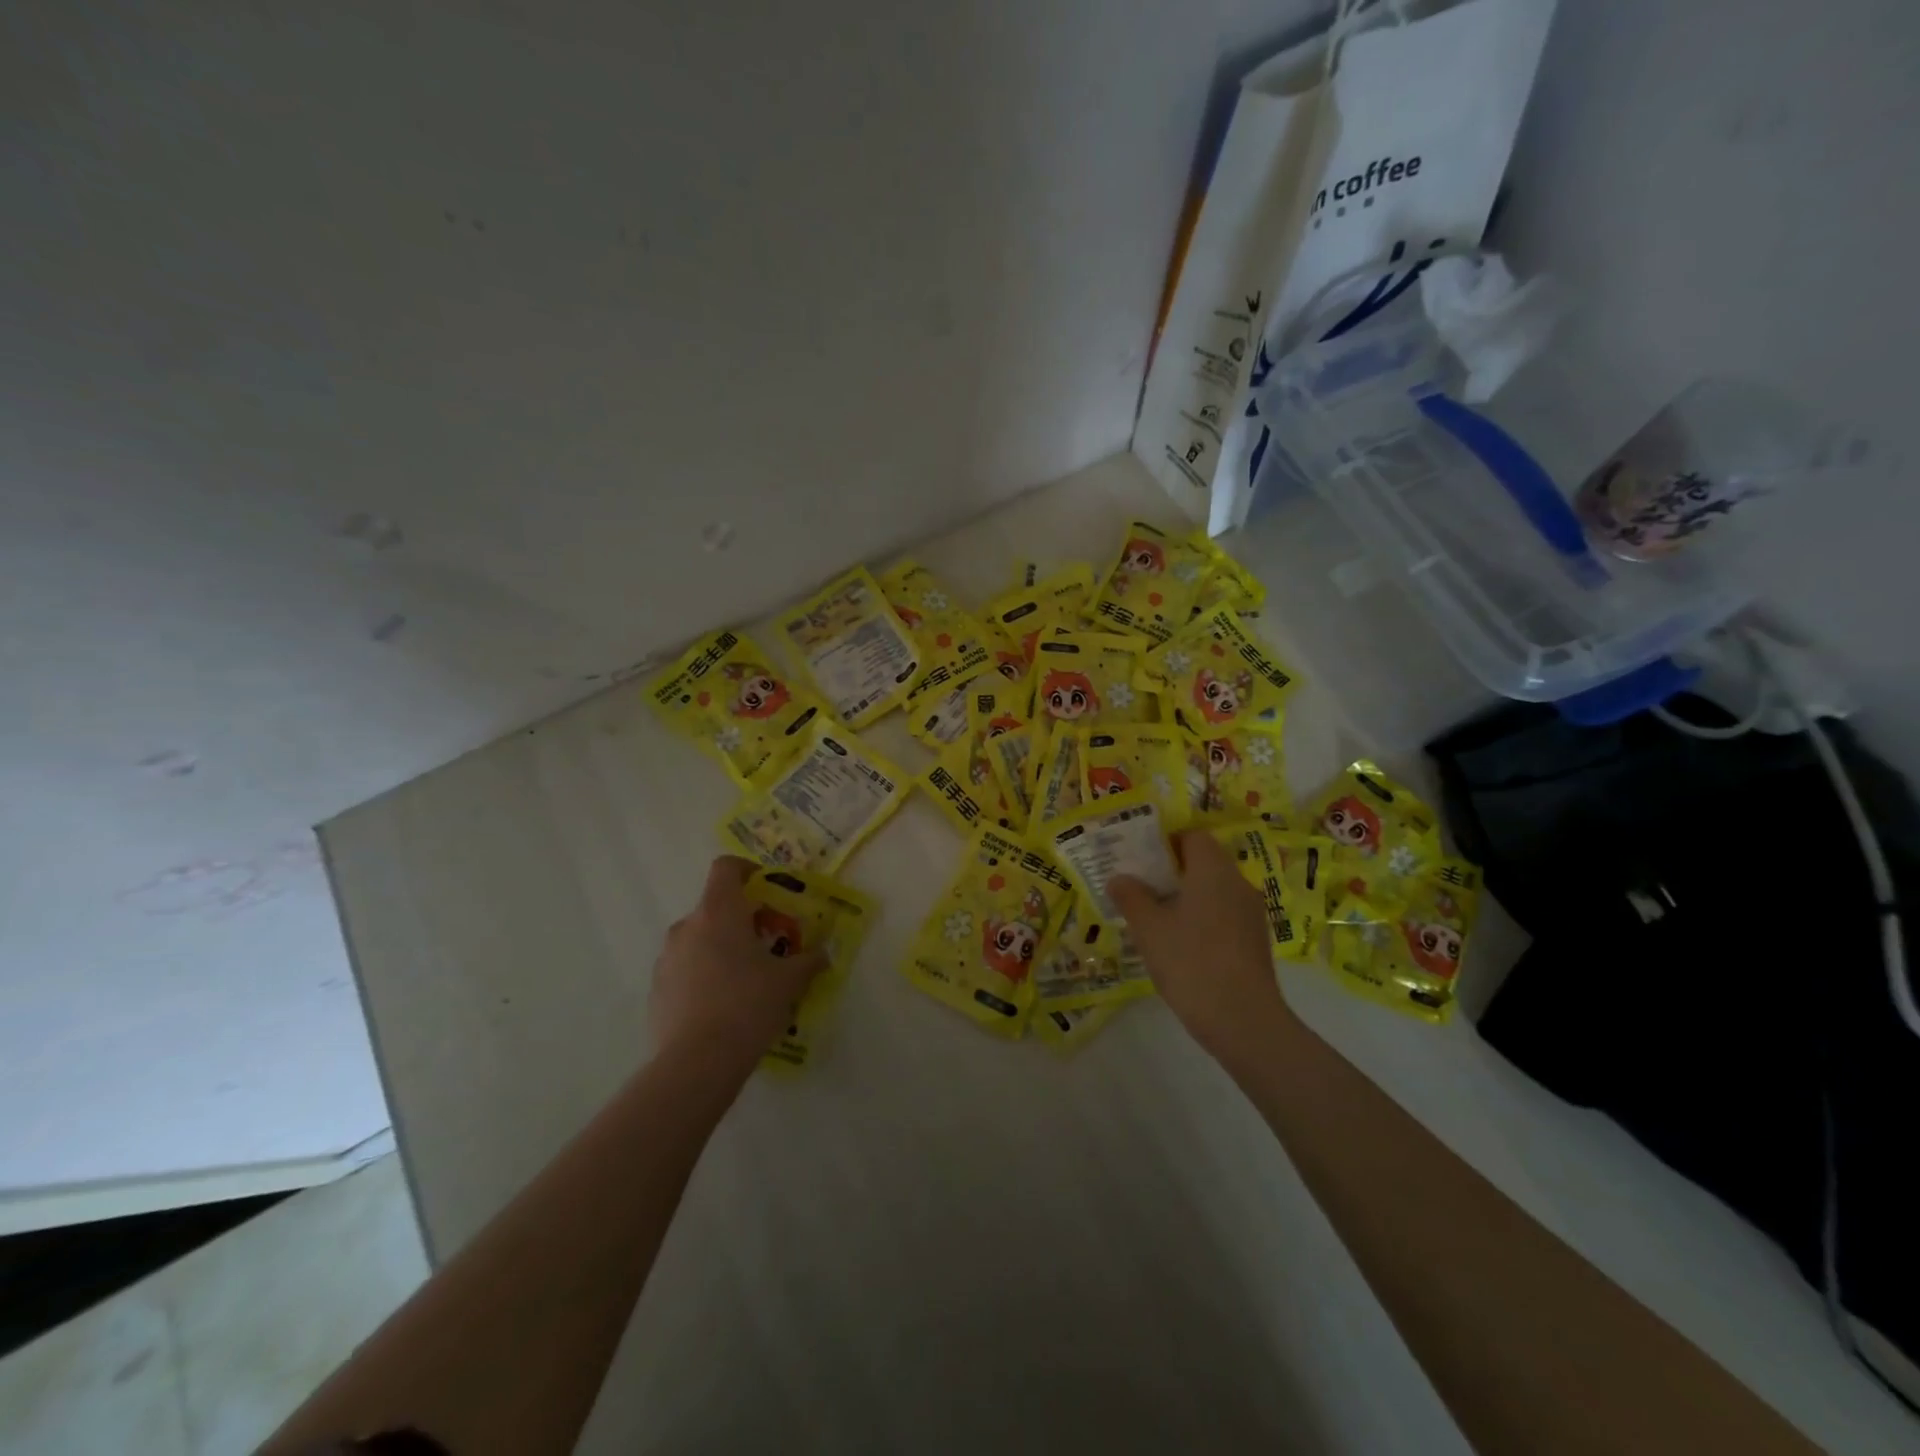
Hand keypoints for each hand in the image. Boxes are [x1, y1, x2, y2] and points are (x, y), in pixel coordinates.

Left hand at [648, 857, 827, 1083]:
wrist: (696, 1062)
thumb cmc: (748, 1005)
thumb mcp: (789, 981)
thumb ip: (809, 961)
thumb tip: (824, 954)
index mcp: (719, 911)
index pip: (726, 868)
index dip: (747, 870)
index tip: (766, 889)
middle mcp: (688, 926)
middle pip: (715, 907)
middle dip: (741, 919)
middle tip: (767, 943)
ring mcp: (667, 958)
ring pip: (698, 939)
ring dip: (720, 948)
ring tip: (745, 979)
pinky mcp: (656, 989)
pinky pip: (684, 969)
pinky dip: (703, 975)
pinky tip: (722, 1006)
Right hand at [1110, 831, 1294, 1068]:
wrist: (1243, 1020)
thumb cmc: (1190, 961)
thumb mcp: (1149, 928)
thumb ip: (1131, 896)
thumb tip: (1119, 878)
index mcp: (1213, 870)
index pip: (1193, 836)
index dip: (1166, 842)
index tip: (1140, 860)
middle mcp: (1238, 883)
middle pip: (1204, 863)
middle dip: (1172, 872)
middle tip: (1140, 888)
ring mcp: (1251, 914)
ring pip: (1214, 892)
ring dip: (1187, 899)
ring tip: (1155, 919)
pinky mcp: (1255, 942)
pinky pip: (1224, 916)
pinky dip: (1202, 921)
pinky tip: (1181, 946)